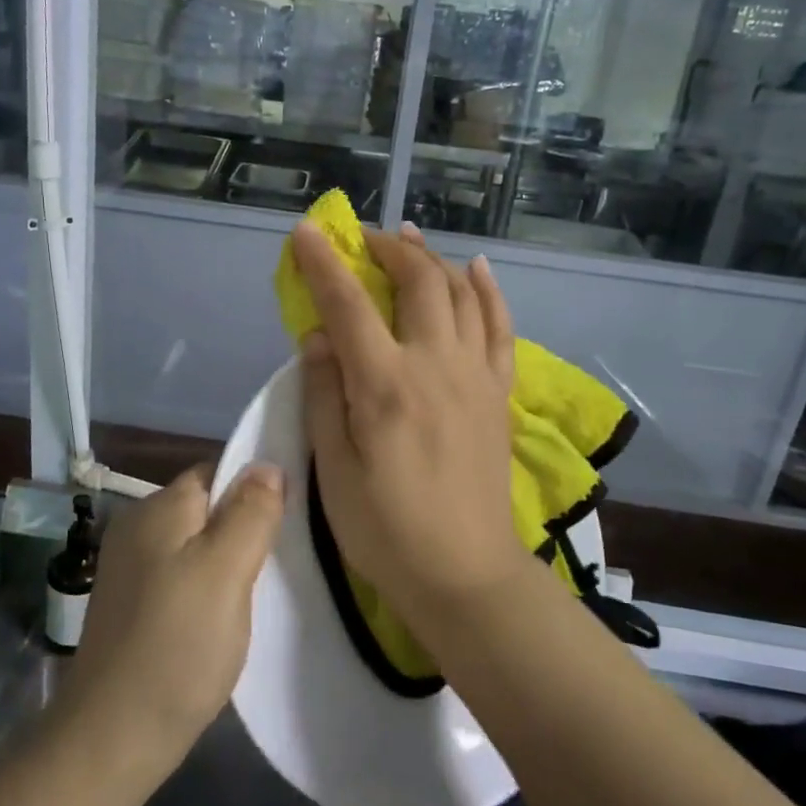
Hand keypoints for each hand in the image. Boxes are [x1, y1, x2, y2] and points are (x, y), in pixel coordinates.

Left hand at [56, 465, 283, 783]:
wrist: (111, 738)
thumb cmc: (177, 646)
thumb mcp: (226, 572)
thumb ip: (250, 513)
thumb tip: (266, 464)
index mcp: (158, 508)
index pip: (217, 472)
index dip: (255, 489)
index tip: (290, 520)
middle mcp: (137, 527)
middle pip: (207, 508)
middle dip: (244, 527)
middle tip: (281, 561)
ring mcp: (130, 568)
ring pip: (196, 544)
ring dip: (228, 561)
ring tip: (258, 592)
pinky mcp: (131, 604)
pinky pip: (181, 576)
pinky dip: (207, 588)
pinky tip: (223, 617)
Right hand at [294, 222, 522, 617]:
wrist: (465, 573)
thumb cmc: (385, 529)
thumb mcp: (334, 470)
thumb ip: (324, 395)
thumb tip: (318, 336)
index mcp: (386, 385)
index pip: (348, 305)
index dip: (324, 263)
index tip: (306, 232)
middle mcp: (435, 365)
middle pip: (417, 281)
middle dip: (386, 248)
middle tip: (360, 239)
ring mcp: (474, 376)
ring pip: (461, 293)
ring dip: (432, 257)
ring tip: (409, 238)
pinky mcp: (497, 393)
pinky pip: (500, 327)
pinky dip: (488, 291)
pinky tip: (476, 269)